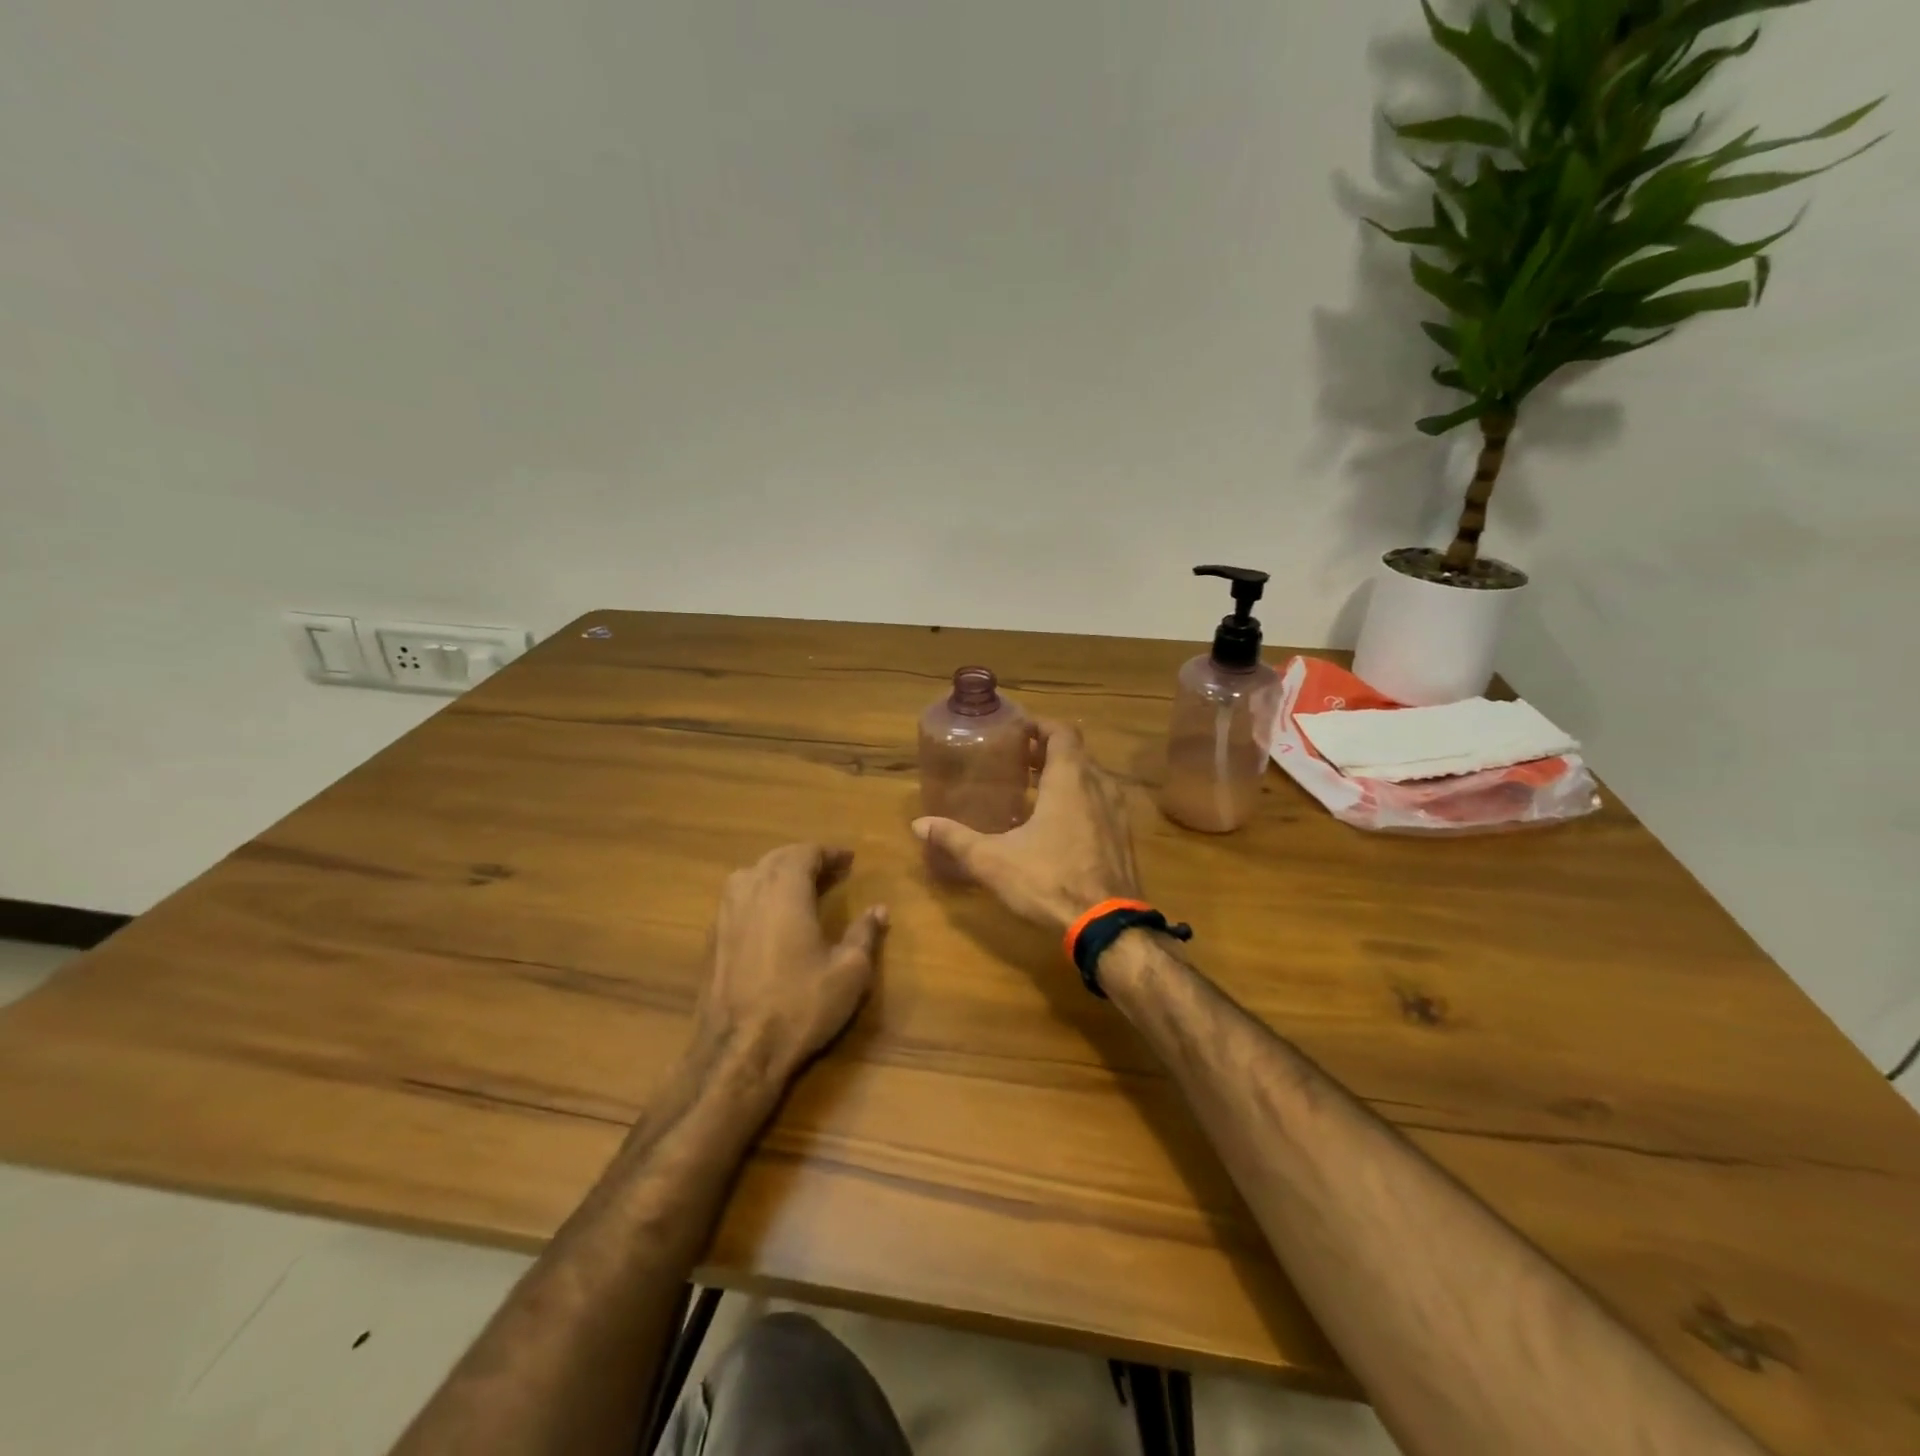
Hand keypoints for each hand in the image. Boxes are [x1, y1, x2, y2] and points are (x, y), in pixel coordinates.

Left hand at [693, 844, 888, 1079]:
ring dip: (777, 874)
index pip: (806, 853)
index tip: (850, 860)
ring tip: (800, 888)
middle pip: (776, 859)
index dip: (829, 853)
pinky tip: (771, 919)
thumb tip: (879, 909)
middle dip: (805, 860)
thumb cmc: (800, 1005)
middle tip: (831, 871)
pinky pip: (737, 900)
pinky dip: (758, 896)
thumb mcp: (849, 971)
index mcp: (784, 890)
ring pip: (750, 876)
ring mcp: (724, 916)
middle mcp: (750, 892)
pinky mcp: (711, 941)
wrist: (737, 1053)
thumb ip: (865, 934)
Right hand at [912, 721, 1140, 933]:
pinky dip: (1081, 800)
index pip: (1062, 732)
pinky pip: (1101, 803)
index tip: (1019, 730)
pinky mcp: (1124, 837)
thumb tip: (919, 824)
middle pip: (1076, 754)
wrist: (1107, 925)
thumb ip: (955, 839)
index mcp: (1070, 780)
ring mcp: (1117, 812)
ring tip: (1035, 790)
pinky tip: (1059, 825)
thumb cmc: (1049, 881)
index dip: (1041, 726)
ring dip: (1066, 777)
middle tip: (1018, 760)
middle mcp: (1099, 786)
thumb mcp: (993, 861)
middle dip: (1048, 752)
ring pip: (1092, 779)